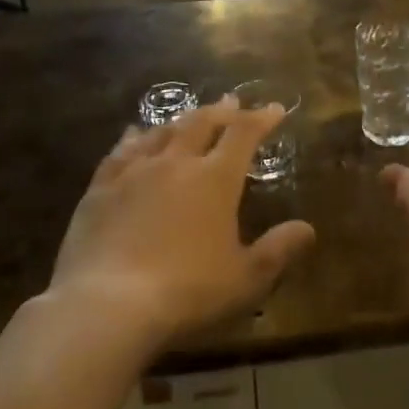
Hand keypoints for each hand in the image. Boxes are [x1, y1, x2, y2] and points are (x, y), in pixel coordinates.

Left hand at [44, 100, 315, 348]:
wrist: (106, 307)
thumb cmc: (186, 292)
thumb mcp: (245, 279)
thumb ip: (278, 250)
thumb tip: (308, 229)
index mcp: (216, 178)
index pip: (244, 134)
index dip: (261, 118)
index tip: (275, 109)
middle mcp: (177, 163)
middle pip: (202, 123)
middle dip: (221, 110)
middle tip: (232, 101)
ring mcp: (135, 173)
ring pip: (162, 132)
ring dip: (181, 120)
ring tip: (189, 116)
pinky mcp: (100, 190)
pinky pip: (120, 152)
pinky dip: (133, 138)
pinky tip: (134, 134)